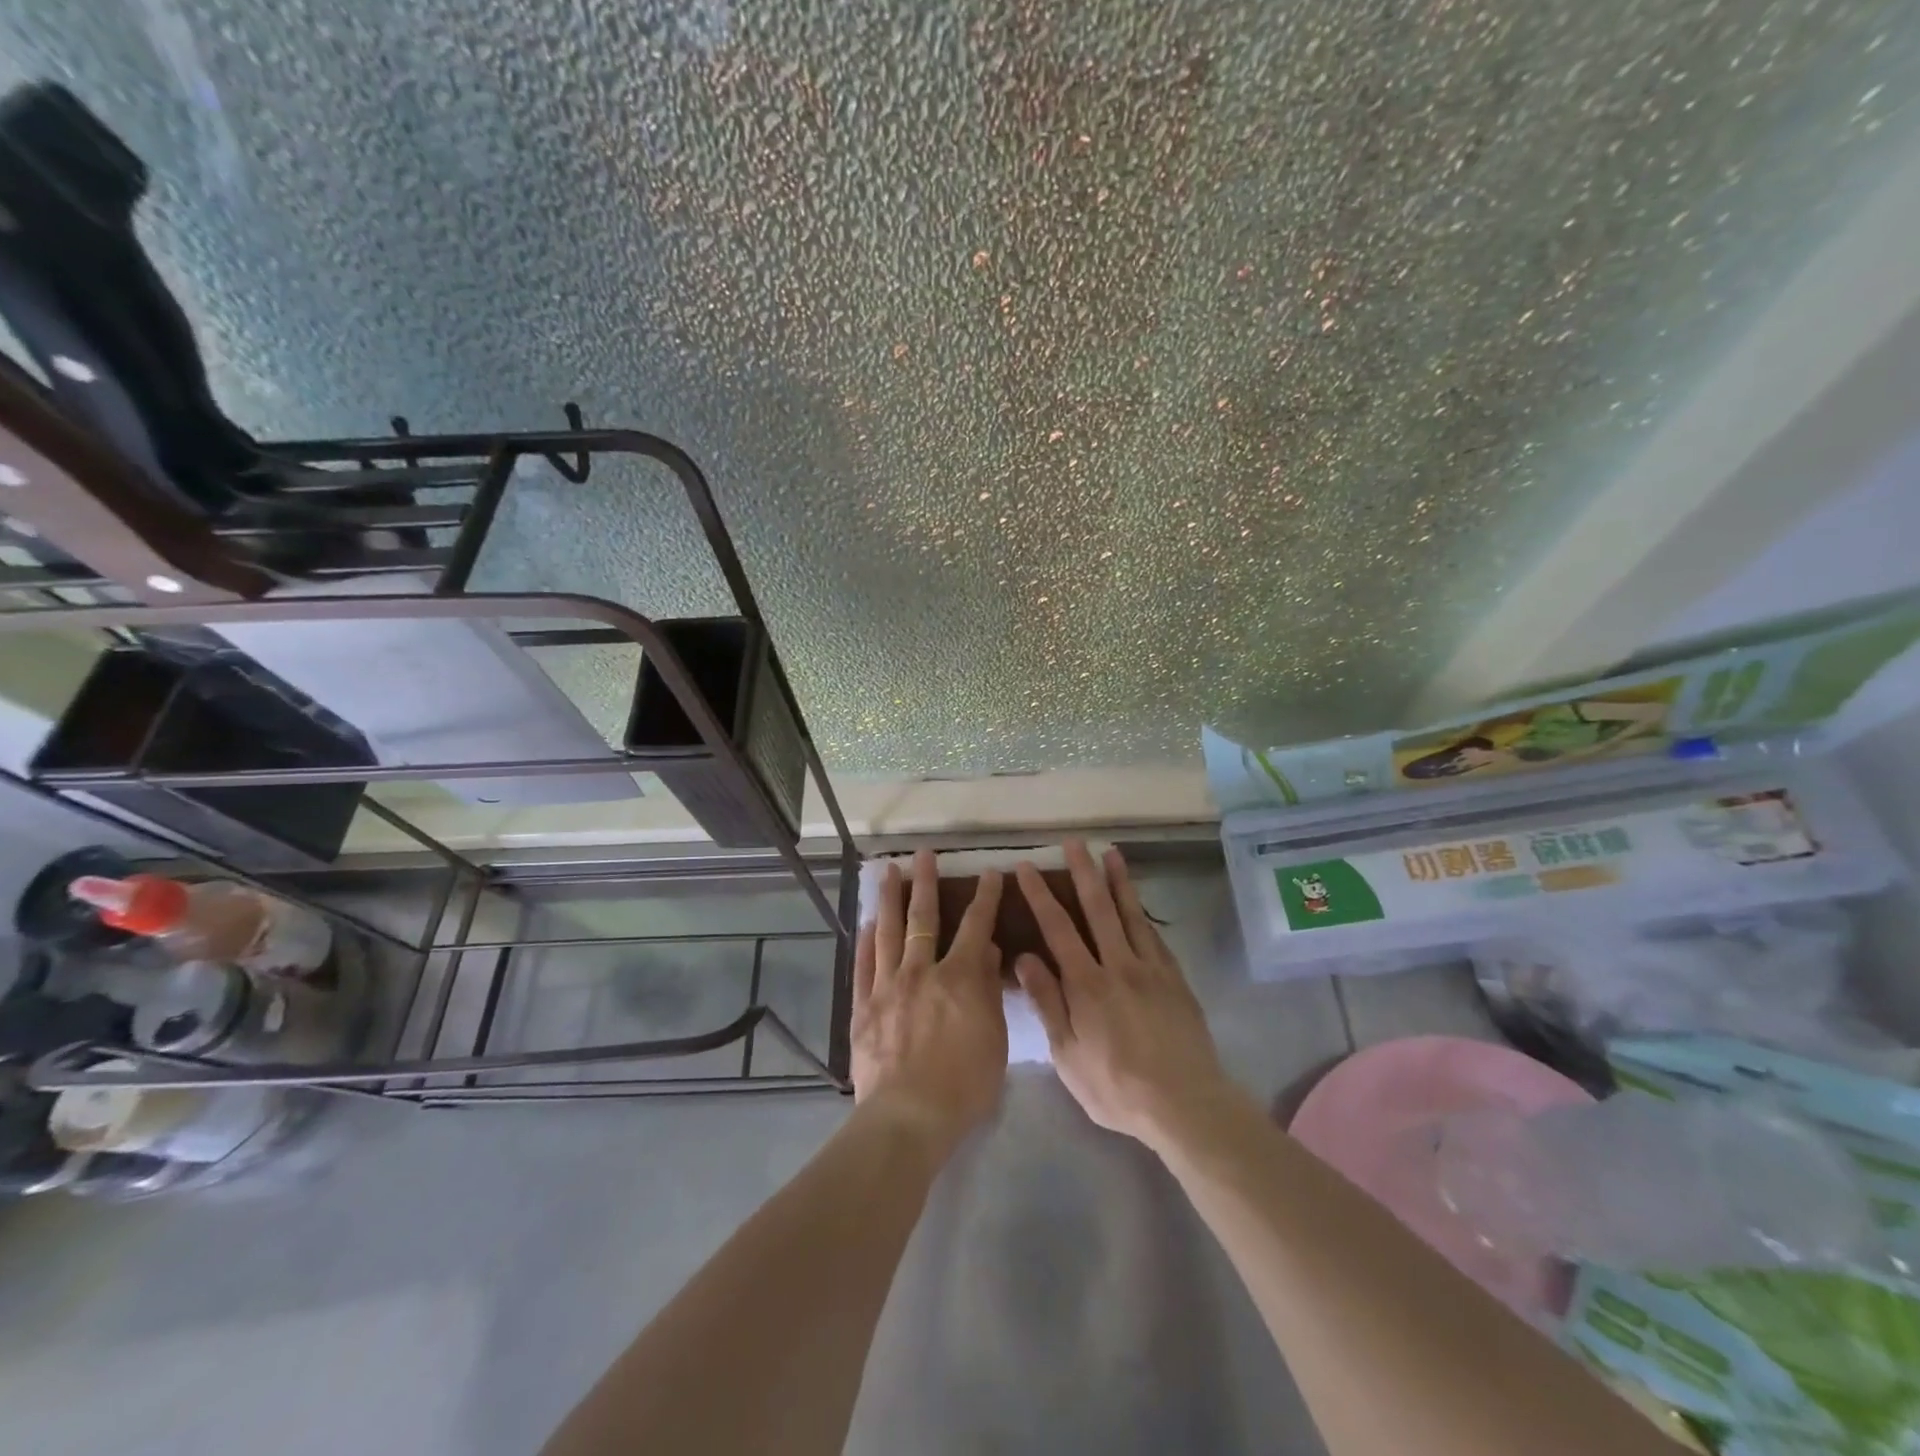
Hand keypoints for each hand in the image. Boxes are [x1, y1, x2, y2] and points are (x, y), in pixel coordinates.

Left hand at [851, 850, 1007, 1149]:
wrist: (908, 1116)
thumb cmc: (964, 1084)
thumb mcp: (994, 1038)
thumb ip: (988, 990)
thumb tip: (986, 950)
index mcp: (959, 978)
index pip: (975, 926)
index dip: (984, 897)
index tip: (989, 873)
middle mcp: (921, 972)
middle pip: (923, 918)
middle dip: (926, 883)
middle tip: (923, 854)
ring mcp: (887, 987)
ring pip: (888, 932)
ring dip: (890, 899)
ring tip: (888, 872)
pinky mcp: (863, 1008)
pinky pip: (863, 966)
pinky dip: (866, 942)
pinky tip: (868, 924)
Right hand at [1012, 840, 1240, 1153]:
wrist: (1184, 1103)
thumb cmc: (1116, 1087)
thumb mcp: (1068, 1055)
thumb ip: (1048, 1003)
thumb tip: (1025, 957)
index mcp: (1086, 985)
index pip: (1058, 928)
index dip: (1040, 895)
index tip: (1027, 868)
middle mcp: (1118, 966)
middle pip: (1098, 909)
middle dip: (1083, 872)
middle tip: (1074, 842)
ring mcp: (1151, 969)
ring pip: (1131, 915)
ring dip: (1119, 881)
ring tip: (1111, 853)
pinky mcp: (1175, 980)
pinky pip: (1156, 937)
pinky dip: (1144, 914)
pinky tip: (1139, 903)